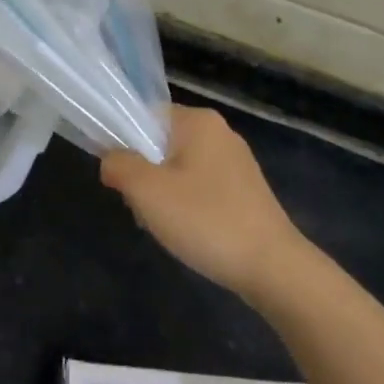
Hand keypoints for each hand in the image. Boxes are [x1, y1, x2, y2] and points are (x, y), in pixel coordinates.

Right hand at [100, 104, 306, 298]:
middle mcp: (219, 133)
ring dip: (163, 194)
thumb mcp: (147, 191)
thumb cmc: (206, 220)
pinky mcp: (245, 190)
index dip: (123, 142)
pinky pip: (200, 187)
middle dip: (143, 173)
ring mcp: (235, 162)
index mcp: (198, 121)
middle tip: (141, 205)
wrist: (273, 268)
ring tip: (164, 224)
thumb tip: (111, 161)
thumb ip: (119, 165)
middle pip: (160, 143)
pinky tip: (188, 232)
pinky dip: (186, 205)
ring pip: (178, 168)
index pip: (144, 115)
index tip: (120, 177)